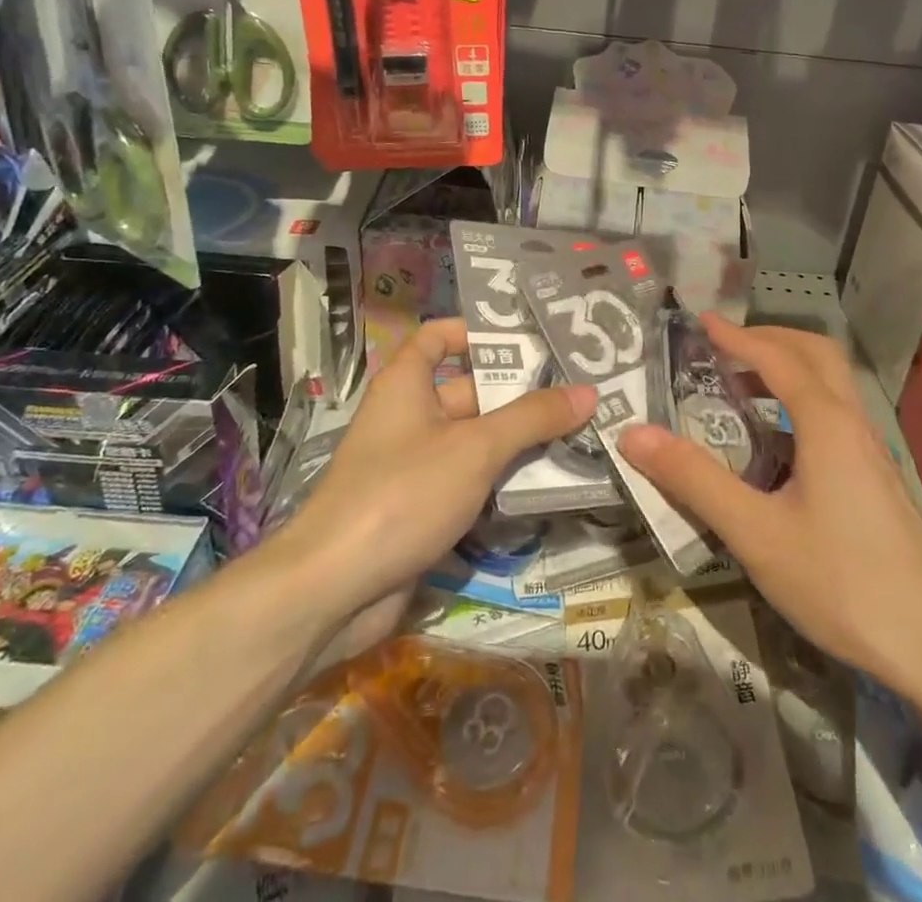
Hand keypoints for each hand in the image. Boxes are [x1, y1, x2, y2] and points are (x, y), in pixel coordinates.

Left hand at [276, 318, 594, 622]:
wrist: (333, 590)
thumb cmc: (402, 494)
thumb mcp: (475, 448)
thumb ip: (532, 418)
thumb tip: (588, 391)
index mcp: (407, 384)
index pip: (439, 337)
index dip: (478, 333)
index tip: (530, 340)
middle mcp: (409, 416)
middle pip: (470, 391)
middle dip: (520, 394)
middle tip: (580, 392)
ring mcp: (414, 465)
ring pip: (475, 441)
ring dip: (519, 441)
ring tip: (581, 434)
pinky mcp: (421, 508)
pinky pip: (469, 481)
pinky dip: (502, 481)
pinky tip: (550, 484)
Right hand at [617, 316, 921, 701]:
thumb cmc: (841, 583)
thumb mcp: (756, 533)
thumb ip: (694, 480)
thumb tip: (633, 433)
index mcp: (826, 423)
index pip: (777, 358)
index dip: (737, 336)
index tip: (702, 321)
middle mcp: (853, 424)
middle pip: (817, 355)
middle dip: (771, 339)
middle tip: (726, 346)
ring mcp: (873, 453)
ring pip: (834, 385)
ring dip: (790, 368)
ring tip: (746, 384)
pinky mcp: (880, 481)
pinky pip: (838, 414)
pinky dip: (804, 400)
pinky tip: (781, 442)